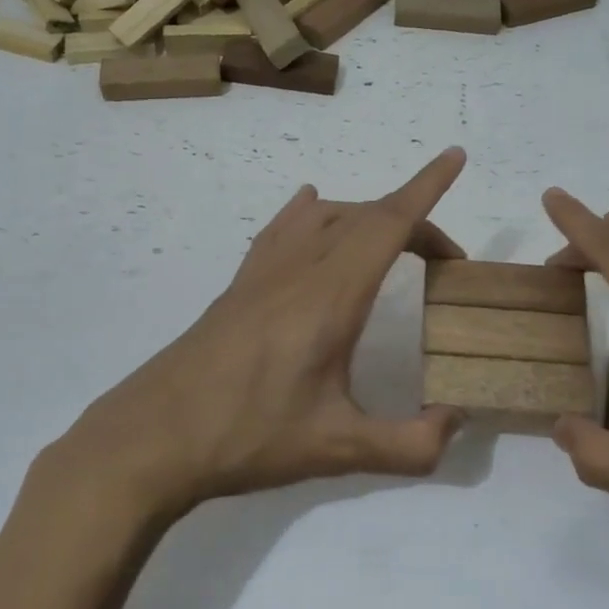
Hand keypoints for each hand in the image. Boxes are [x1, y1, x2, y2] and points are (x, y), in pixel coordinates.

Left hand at [48, 149, 470, 522]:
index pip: (388, 224)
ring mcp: (261, 274)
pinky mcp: (237, 288)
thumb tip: (456, 424)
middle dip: (412, 220)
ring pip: (322, 216)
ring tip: (390, 243)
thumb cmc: (247, 437)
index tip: (454, 158)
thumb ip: (409, 444)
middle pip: (363, 217)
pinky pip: (281, 230)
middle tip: (443, 260)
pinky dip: (309, 214)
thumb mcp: (338, 450)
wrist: (152, 439)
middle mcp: (297, 270)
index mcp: (329, 296)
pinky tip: (308, 213)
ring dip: (365, 216)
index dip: (426, 188)